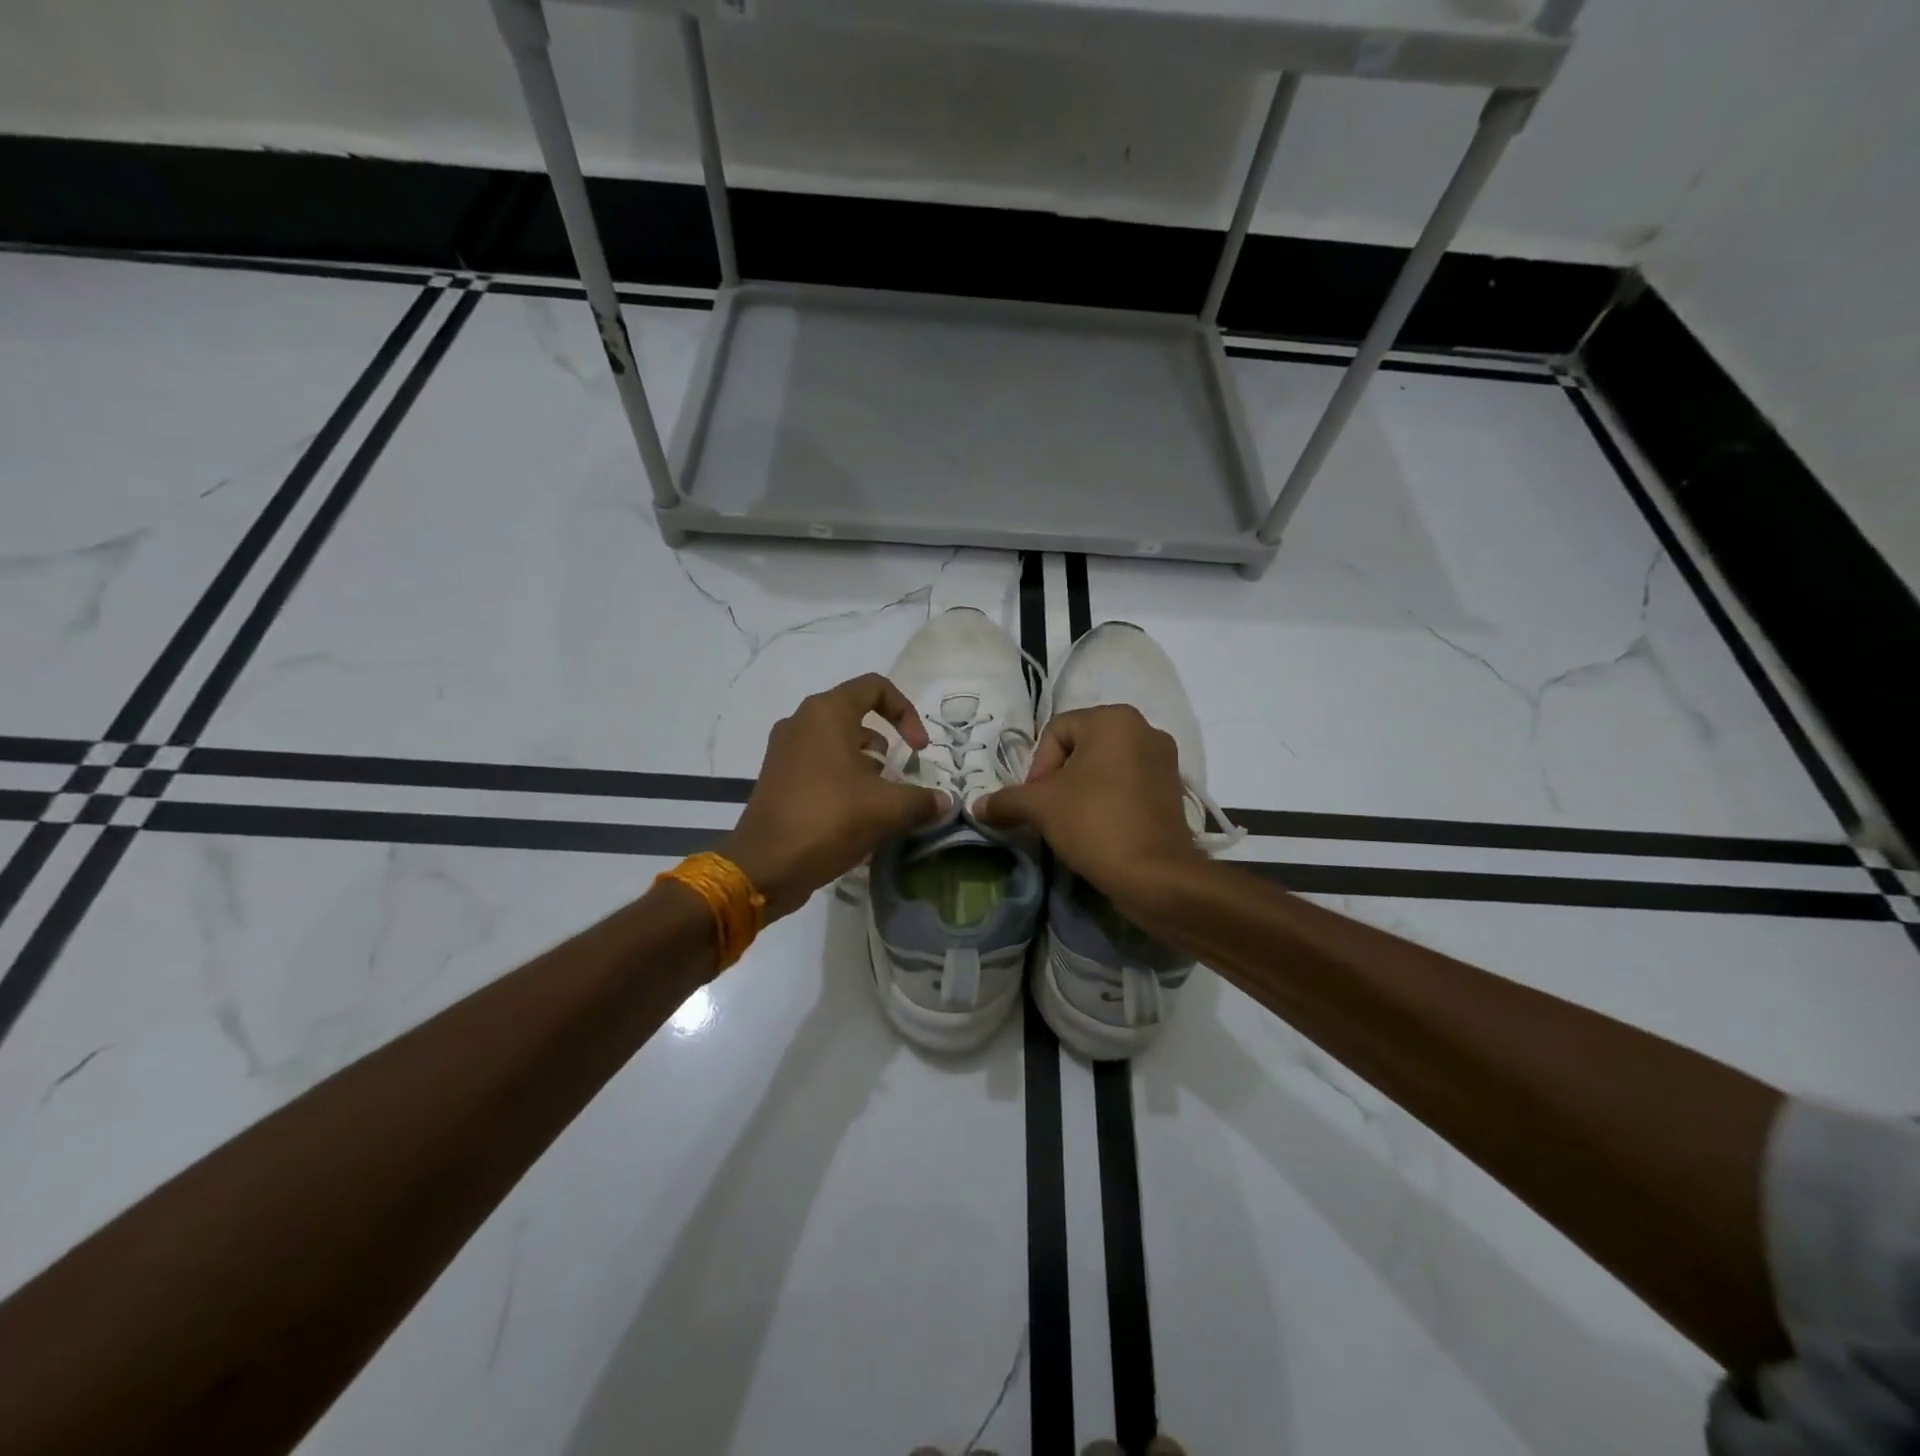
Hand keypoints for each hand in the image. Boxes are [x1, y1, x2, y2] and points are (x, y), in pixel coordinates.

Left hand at [719, 674, 946, 919]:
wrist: (764, 866)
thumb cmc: (828, 820)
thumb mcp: (887, 809)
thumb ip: (922, 800)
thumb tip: (945, 803)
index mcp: (826, 713)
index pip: (875, 688)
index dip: (906, 712)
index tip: (919, 748)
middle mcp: (802, 722)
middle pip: (856, 715)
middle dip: (886, 743)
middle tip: (900, 775)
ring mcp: (785, 750)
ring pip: (837, 742)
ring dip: (866, 764)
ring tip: (881, 799)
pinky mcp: (777, 777)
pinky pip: (819, 764)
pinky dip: (843, 778)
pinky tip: (857, 814)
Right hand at [976, 705, 1202, 910]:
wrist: (1156, 875)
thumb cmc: (1095, 824)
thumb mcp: (1040, 808)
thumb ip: (1006, 800)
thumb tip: (977, 806)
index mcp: (1113, 719)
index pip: (1056, 732)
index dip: (1038, 766)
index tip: (1037, 801)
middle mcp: (1144, 729)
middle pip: (1081, 747)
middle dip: (1060, 779)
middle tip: (1050, 812)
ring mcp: (1164, 760)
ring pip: (1105, 768)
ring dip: (1083, 791)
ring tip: (1072, 823)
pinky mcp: (1174, 790)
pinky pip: (1129, 785)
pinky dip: (1109, 801)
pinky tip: (1100, 829)